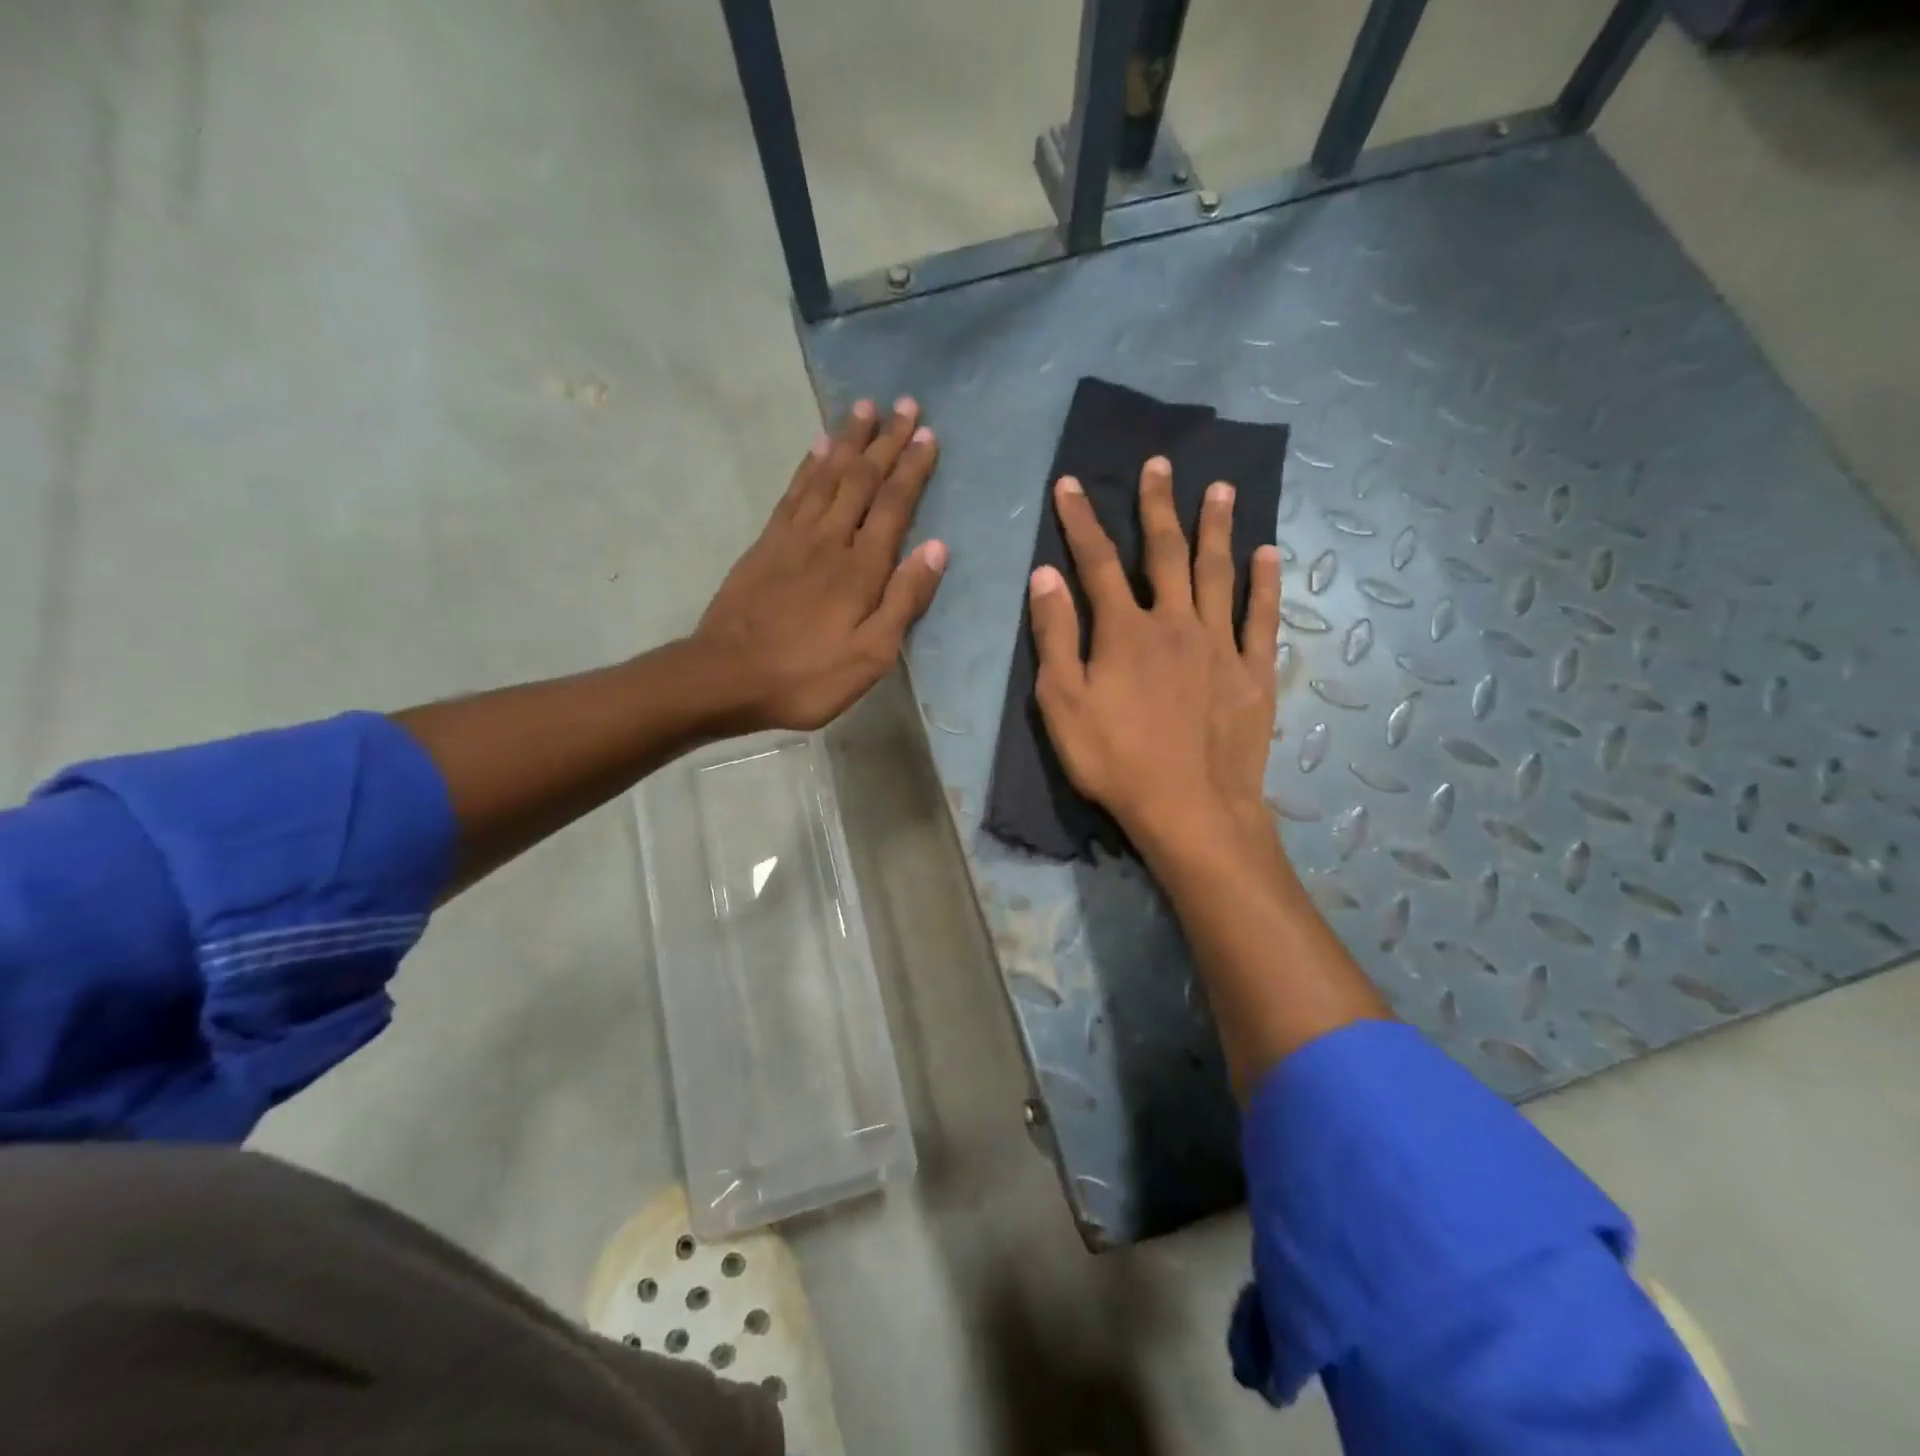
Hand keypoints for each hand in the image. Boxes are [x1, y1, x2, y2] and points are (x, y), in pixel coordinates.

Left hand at [694, 398, 946, 730]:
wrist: (727, 675)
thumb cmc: (807, 675)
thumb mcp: (871, 655)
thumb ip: (904, 600)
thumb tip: (937, 548)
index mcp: (861, 568)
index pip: (894, 505)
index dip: (912, 468)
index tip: (927, 433)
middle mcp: (830, 539)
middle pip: (862, 479)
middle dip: (885, 440)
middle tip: (903, 402)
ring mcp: (794, 537)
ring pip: (827, 475)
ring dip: (848, 440)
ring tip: (864, 407)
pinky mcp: (767, 542)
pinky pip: (794, 491)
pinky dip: (809, 464)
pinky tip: (817, 447)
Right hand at [1029, 457, 1281, 850]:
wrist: (1189, 809)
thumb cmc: (1115, 761)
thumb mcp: (1062, 704)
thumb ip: (1055, 636)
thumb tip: (1045, 575)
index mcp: (1124, 631)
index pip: (1097, 561)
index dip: (1081, 520)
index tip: (1071, 484)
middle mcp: (1175, 623)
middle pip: (1166, 553)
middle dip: (1159, 506)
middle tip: (1161, 464)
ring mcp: (1220, 645)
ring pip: (1218, 572)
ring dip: (1217, 528)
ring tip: (1221, 488)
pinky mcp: (1253, 672)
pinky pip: (1261, 617)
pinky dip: (1264, 583)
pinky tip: (1268, 554)